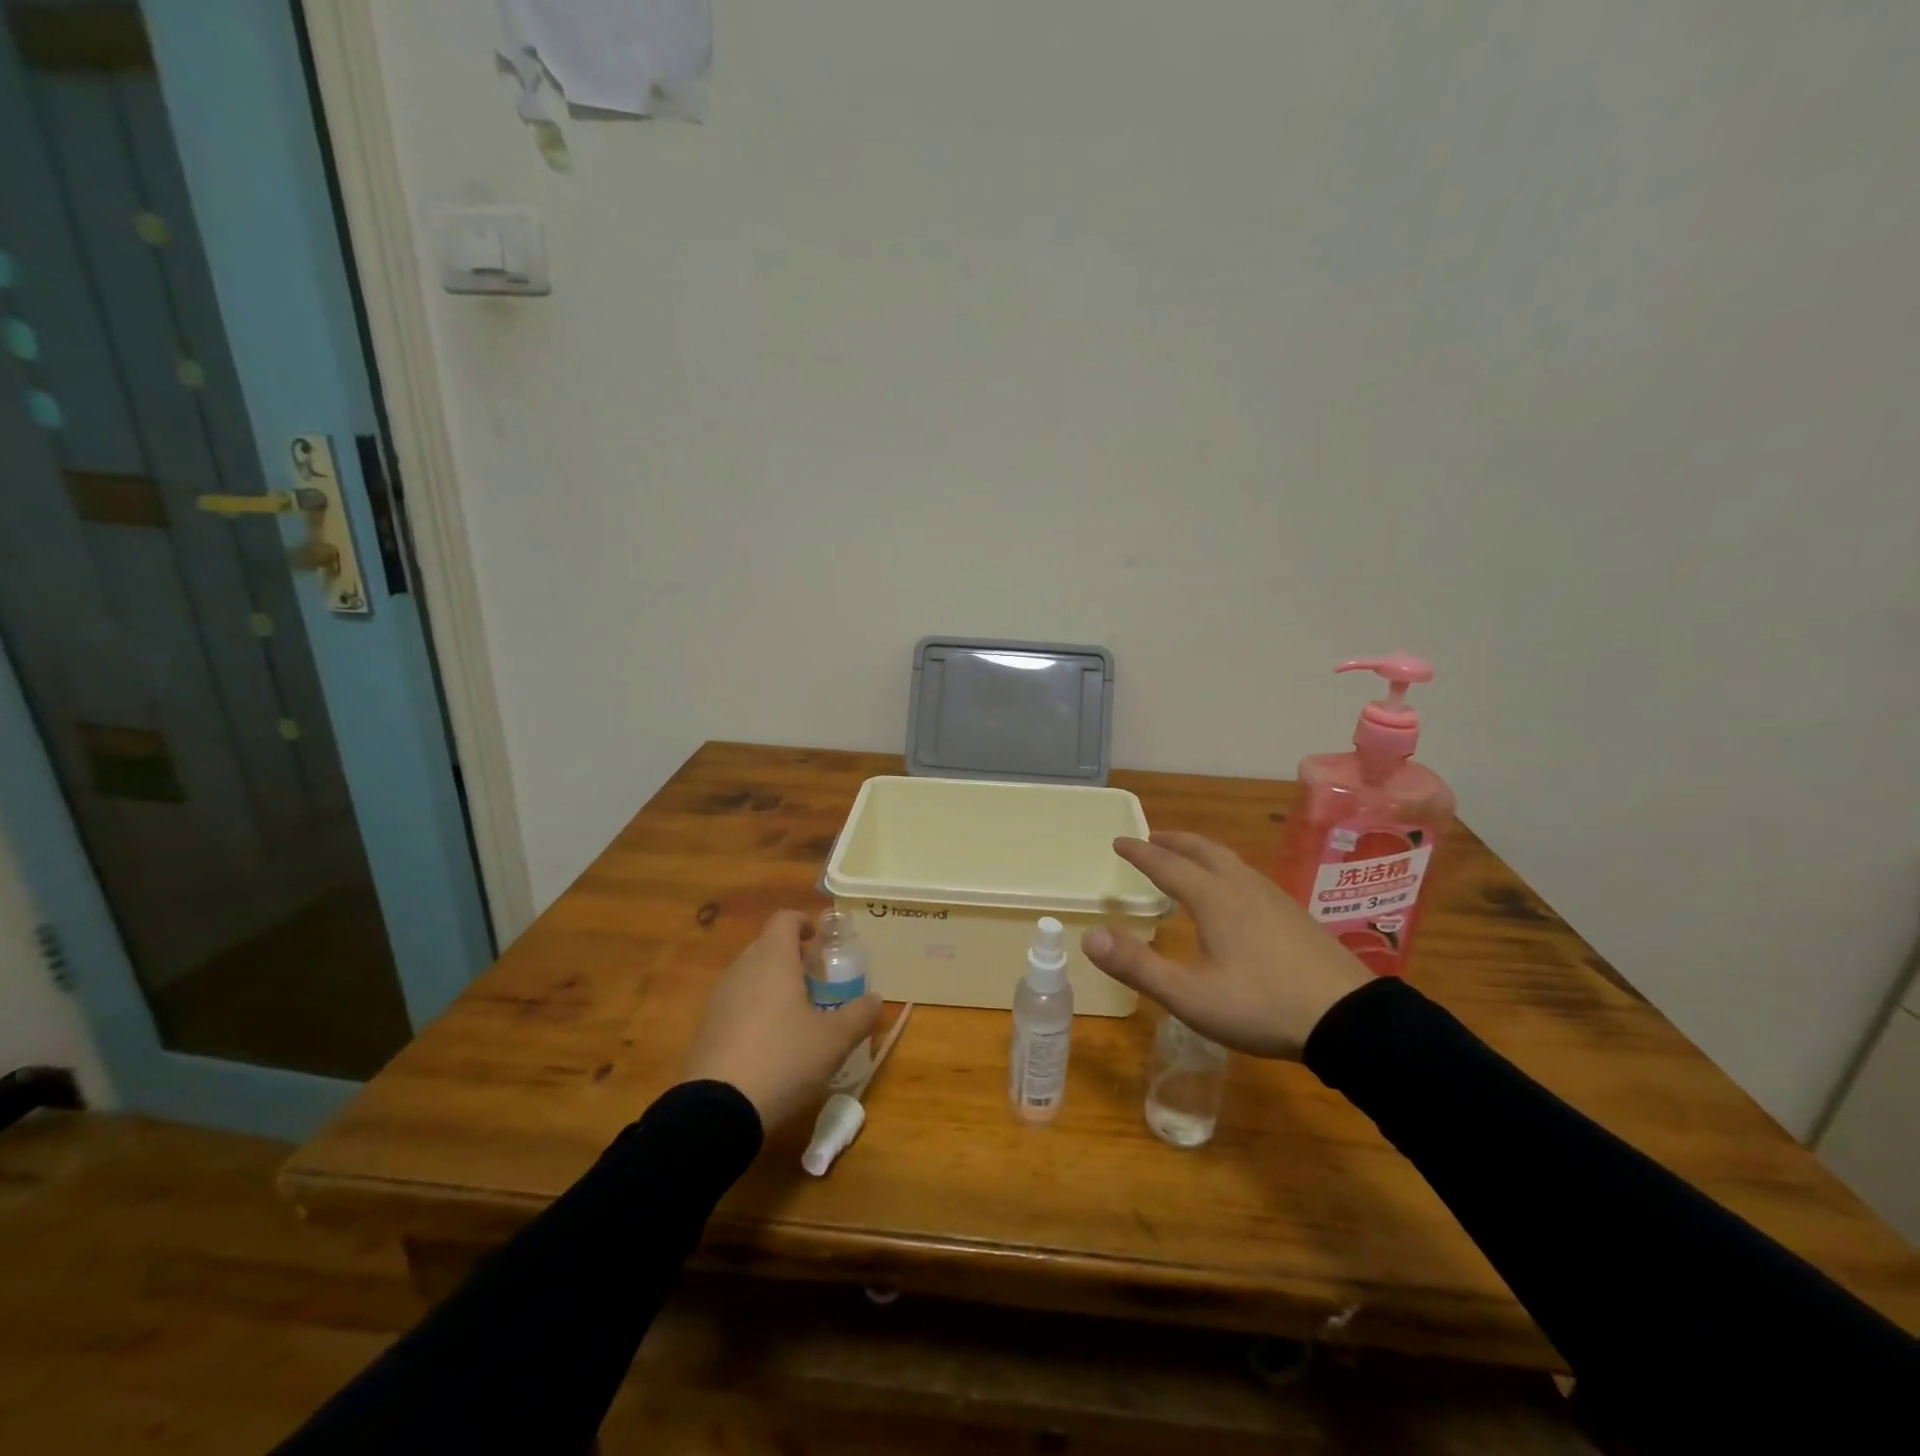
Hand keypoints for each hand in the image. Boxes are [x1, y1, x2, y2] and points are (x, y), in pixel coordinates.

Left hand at [682, 911, 882, 1131]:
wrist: (717, 1110)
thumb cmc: (784, 1058)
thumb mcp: (834, 1040)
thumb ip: (859, 1015)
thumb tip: (876, 999)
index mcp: (773, 960)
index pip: (784, 920)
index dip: (803, 923)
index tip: (819, 939)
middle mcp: (742, 970)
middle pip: (766, 946)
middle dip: (791, 956)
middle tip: (816, 980)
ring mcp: (720, 999)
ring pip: (750, 975)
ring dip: (773, 983)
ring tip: (797, 1012)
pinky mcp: (707, 1029)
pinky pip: (736, 1004)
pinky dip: (755, 1009)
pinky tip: (771, 1041)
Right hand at [1082, 832, 1370, 1058]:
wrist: (1349, 1020)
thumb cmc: (1262, 1006)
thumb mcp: (1190, 996)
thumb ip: (1138, 966)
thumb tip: (1089, 935)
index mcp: (1214, 898)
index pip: (1167, 864)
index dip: (1139, 852)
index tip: (1118, 841)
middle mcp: (1242, 886)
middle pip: (1202, 849)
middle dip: (1172, 840)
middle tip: (1150, 837)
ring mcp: (1274, 897)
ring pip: (1229, 860)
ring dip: (1200, 851)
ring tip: (1186, 860)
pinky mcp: (1294, 914)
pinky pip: (1248, 875)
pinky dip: (1224, 869)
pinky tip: (1232, 893)